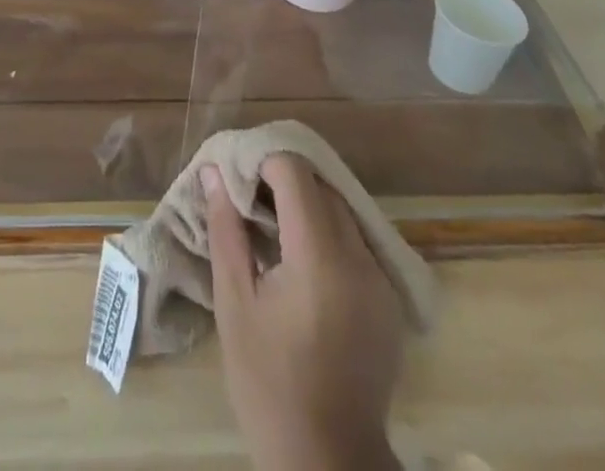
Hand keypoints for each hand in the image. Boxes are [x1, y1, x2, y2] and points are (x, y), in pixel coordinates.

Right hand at [204, 155, 404, 470]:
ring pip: (343, 210)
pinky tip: (305, 264)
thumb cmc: (269, 384)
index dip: (264, 164)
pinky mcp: (390, 297)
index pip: (295, 173)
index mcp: (320, 256)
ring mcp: (381, 277)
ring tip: (274, 230)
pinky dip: (330, 235)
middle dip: (285, 182)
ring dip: (309, 206)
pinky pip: (358, 241)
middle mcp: (359, 256)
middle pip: (322, 186)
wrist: (329, 462)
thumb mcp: (235, 305)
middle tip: (251, 202)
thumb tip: (215, 172)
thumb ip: (227, 230)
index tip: (240, 179)